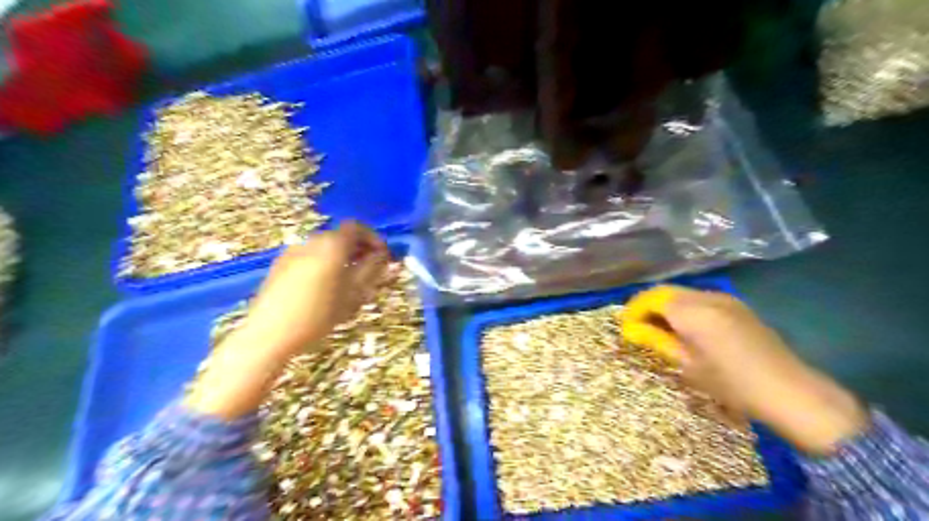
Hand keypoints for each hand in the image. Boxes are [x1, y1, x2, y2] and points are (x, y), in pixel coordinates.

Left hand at [185, 220, 388, 417]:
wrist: (269, 334)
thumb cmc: (319, 314)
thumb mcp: (354, 293)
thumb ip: (372, 270)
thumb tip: (382, 256)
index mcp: (331, 245)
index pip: (357, 227)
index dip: (373, 238)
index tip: (382, 256)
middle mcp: (311, 241)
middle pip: (340, 236)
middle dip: (358, 249)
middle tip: (370, 270)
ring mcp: (292, 252)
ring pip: (325, 247)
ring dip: (341, 257)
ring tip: (348, 282)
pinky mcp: (279, 265)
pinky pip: (310, 257)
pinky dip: (324, 263)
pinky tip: (324, 288)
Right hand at [619, 285, 868, 455]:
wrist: (790, 391)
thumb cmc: (732, 383)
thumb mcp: (688, 365)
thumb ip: (658, 340)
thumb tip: (633, 329)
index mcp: (693, 312)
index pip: (652, 298)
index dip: (634, 310)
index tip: (626, 327)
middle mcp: (707, 297)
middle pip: (666, 291)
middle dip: (648, 306)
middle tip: (638, 327)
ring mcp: (725, 299)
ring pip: (683, 294)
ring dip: (666, 306)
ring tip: (660, 329)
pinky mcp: (737, 306)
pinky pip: (700, 299)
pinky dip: (684, 308)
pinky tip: (686, 328)